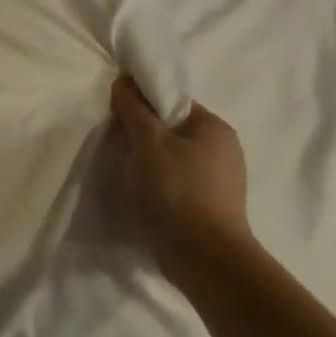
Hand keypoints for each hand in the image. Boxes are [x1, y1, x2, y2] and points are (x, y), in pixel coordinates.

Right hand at [110, 76, 252, 280]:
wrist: (202, 254)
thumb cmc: (176, 189)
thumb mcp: (149, 142)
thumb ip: (134, 109)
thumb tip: (124, 81)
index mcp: (214, 128)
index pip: (171, 100)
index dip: (140, 102)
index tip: (114, 112)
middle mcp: (221, 149)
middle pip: (169, 126)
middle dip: (140, 130)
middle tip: (114, 138)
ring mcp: (216, 178)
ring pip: (168, 153)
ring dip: (144, 156)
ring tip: (122, 166)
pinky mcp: (205, 201)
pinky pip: (172, 177)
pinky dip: (153, 177)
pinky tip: (137, 187)